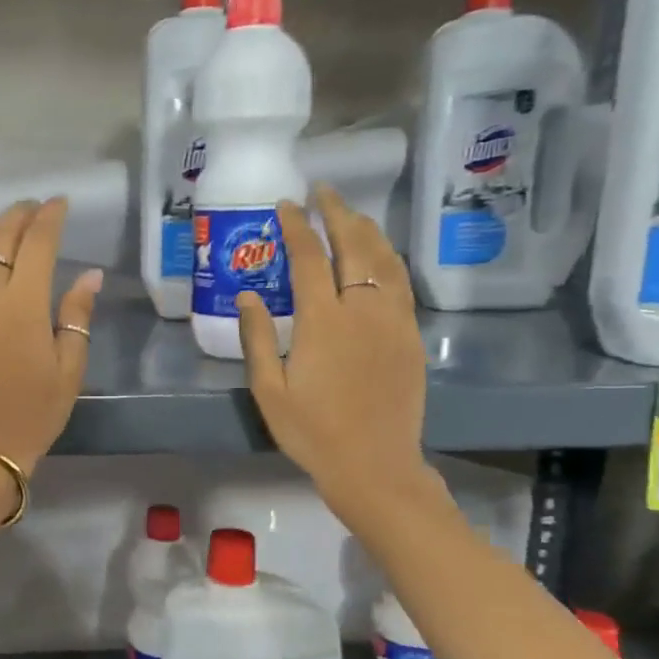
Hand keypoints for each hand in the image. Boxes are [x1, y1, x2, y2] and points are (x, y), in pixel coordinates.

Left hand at [0, 198, 103, 475]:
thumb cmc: (33, 413)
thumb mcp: (69, 369)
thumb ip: (77, 315)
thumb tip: (89, 275)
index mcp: (22, 304)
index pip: (37, 242)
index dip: (50, 217)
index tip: (60, 203)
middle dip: (18, 216)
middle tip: (35, 208)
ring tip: (12, 227)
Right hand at [237, 184, 432, 522]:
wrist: (374, 466)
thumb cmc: (312, 431)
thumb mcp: (269, 390)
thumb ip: (256, 337)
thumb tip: (247, 294)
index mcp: (323, 321)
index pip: (310, 257)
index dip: (297, 226)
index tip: (286, 205)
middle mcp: (363, 310)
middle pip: (354, 246)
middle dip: (338, 212)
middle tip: (323, 191)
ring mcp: (394, 321)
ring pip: (385, 259)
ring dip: (367, 230)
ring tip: (350, 214)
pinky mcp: (411, 337)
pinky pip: (401, 284)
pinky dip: (388, 259)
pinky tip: (379, 257)